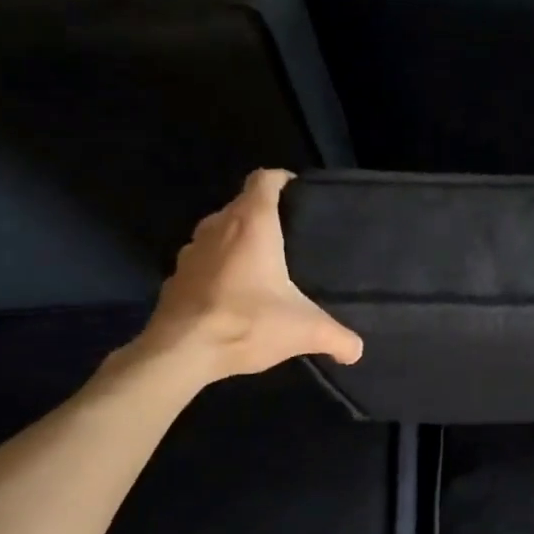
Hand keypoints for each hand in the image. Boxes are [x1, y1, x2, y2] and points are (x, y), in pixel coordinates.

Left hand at [137, 169, 362, 381]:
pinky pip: (203, 260)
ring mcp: (191, 251)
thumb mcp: (306, 331)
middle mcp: (218, 227)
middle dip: (264, 213)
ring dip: (238, 240)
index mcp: (252, 224)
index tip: (299, 193)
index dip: (282, 180)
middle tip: (290, 235)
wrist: (180, 353)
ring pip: (219, 231)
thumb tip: (358, 350)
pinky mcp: (175, 277)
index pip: (264, 180)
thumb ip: (338, 337)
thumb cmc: (247, 323)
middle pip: (242, 204)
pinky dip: (218, 267)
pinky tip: (233, 293)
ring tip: (262, 263)